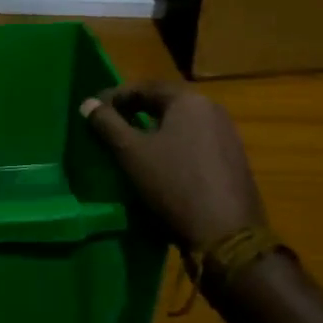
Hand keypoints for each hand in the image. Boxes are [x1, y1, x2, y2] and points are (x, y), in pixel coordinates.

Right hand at [80, 80, 264, 252]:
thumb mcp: (131, 153)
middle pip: (165, 104)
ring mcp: (228, 136)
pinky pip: (196, 144)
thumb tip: (87, 103)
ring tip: (132, 149)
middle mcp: (213, 110)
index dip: (116, 97)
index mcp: (189, 100)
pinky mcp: (234, 161)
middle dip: (135, 113)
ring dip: (155, 132)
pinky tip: (163, 168)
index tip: (94, 111)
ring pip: (182, 126)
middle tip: (110, 128)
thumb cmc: (174, 185)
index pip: (145, 87)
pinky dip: (175, 149)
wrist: (227, 235)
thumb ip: (107, 124)